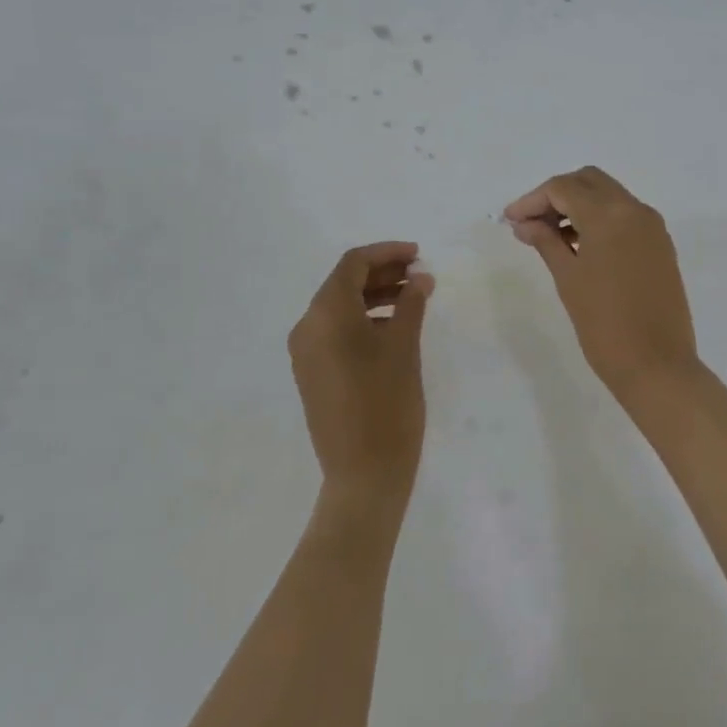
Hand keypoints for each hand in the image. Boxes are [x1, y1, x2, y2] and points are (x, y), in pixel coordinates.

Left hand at [288, 242, 434, 514]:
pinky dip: (364, 320)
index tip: (419, 255)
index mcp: (326, 315)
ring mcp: (306, 353)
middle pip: (343, 283)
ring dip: (375, 296)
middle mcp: (307, 327)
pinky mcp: (312, 374)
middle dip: (383, 273)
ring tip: (414, 299)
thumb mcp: (404, 347)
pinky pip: (336, 332)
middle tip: (420, 274)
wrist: (364, 473)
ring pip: (340, 308)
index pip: (353, 264)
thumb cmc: (388, 404)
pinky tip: (394, 328)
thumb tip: (420, 277)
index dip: (387, 253)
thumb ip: (411, 303)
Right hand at [504, 167, 700, 401]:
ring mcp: (653, 227)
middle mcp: (635, 210)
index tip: (510, 221)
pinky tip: (579, 246)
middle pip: (589, 181)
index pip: (564, 188)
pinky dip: (600, 220)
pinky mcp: (661, 245)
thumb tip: (524, 223)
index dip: (532, 200)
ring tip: (549, 237)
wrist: (657, 365)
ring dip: (578, 206)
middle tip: (530, 222)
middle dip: (556, 195)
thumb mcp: (568, 279)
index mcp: (610, 214)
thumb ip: (545, 242)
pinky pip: (625, 217)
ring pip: (609, 196)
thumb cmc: (604, 325)